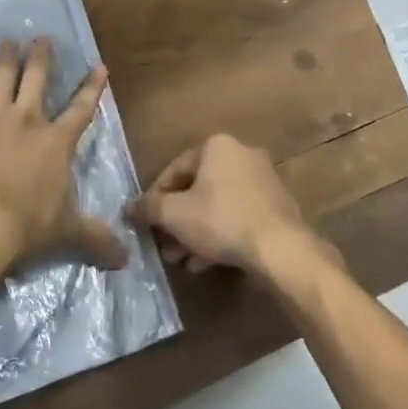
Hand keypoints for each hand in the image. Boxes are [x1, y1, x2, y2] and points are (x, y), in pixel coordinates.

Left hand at [0, 38, 127, 283]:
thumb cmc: (29, 226)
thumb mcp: (68, 232)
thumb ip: (96, 238)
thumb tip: (126, 259)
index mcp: (58, 142)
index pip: (82, 109)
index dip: (92, 87)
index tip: (100, 66)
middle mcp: (29, 120)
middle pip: (39, 79)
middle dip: (42, 57)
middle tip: (42, 38)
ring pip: (2, 77)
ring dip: (5, 57)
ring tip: (6, 41)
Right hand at [127, 133, 327, 280]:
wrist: (280, 248)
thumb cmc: (221, 220)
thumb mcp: (175, 215)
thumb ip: (149, 208)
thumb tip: (127, 207)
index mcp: (217, 145)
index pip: (175, 169)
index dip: (155, 198)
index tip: (146, 223)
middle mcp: (241, 154)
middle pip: (197, 189)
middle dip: (177, 220)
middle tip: (164, 246)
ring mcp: (262, 179)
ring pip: (217, 205)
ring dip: (196, 231)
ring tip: (182, 259)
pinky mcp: (275, 205)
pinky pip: (237, 216)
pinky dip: (220, 234)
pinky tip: (206, 262)